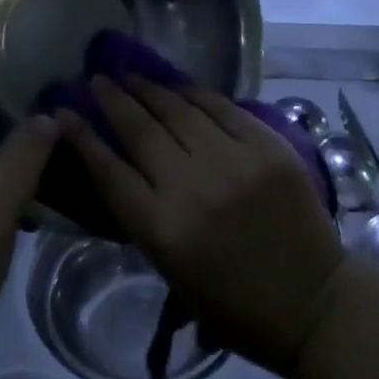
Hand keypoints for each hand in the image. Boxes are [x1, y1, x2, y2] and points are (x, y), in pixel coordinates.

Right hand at [60, 75, 345, 377]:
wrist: (314, 303)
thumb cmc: (235, 305)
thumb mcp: (171, 271)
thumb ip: (142, 216)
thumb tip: (119, 165)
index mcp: (163, 229)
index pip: (109, 170)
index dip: (82, 137)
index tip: (64, 112)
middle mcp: (193, 188)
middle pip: (140, 130)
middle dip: (113, 99)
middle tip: (97, 79)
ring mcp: (234, 161)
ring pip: (178, 110)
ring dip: (148, 88)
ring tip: (129, 73)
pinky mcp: (267, 146)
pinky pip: (221, 107)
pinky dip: (194, 92)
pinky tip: (176, 84)